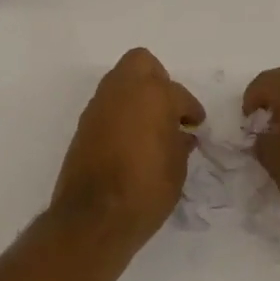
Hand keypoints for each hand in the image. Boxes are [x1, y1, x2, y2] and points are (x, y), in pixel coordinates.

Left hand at [51, 47, 203, 247]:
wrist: (93, 217)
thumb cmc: (145, 190)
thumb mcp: (176, 170)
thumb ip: (180, 144)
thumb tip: (181, 135)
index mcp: (155, 94)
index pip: (180, 95)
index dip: (191, 110)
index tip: (195, 124)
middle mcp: (125, 89)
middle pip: (142, 63)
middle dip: (158, 79)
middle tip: (168, 107)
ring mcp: (100, 104)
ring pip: (121, 79)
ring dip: (136, 93)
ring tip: (149, 123)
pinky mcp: (84, 122)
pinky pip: (108, 103)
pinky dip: (120, 112)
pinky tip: (130, 137)